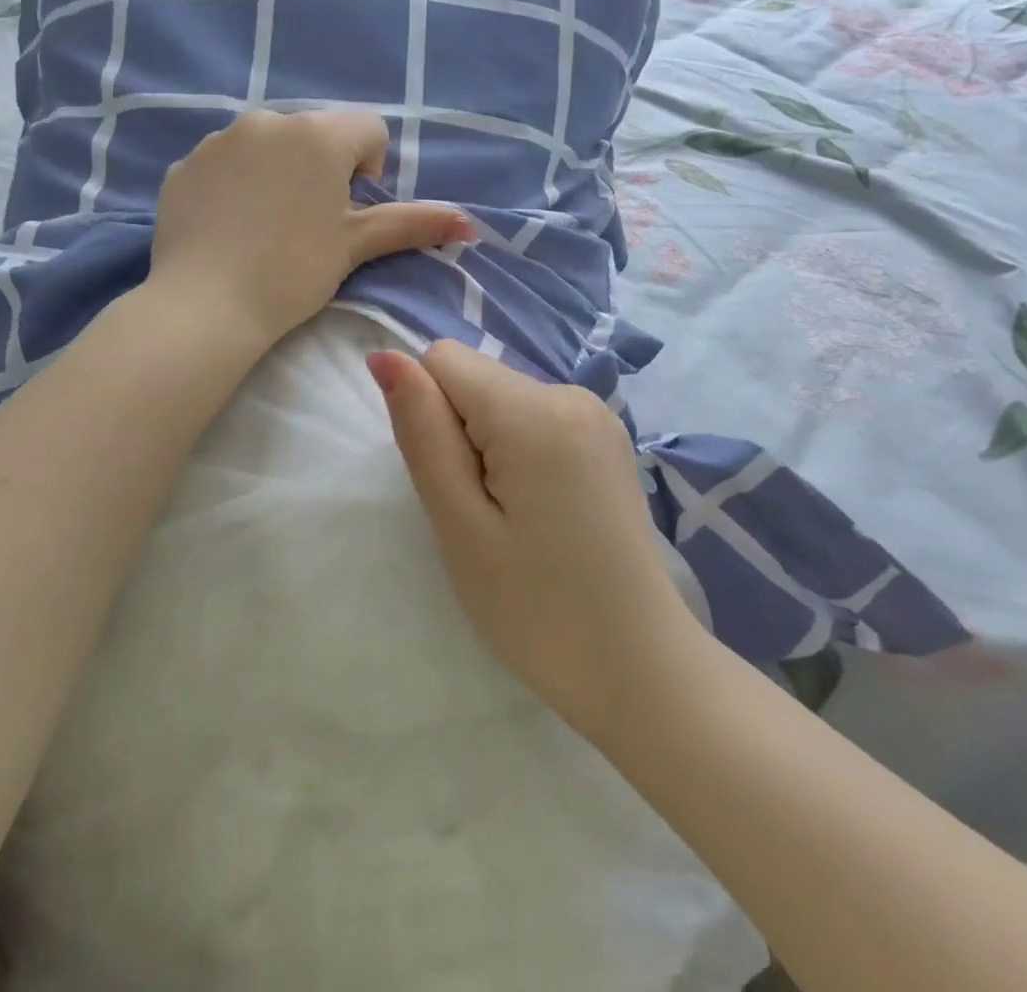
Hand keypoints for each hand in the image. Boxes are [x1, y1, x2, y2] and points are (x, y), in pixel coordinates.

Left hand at [149, 109, 473, 348]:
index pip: (368, 130)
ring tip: (266, 228)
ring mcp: (219, 139)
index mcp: (319, 134)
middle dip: (321, 170)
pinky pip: (225, 163)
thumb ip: (412, 224)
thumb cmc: (292, 272)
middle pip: (315, 136)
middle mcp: (269, 121)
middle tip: (308, 225)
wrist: (205, 305)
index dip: (369, 171)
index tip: (348, 213)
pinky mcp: (185, 164)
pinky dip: (234, 184)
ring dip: (278, 172)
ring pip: (268, 145)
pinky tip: (229, 227)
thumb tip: (469, 222)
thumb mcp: (355, 245)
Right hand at [370, 342, 688, 742]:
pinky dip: (518, 452)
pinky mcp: (607, 439)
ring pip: (501, 398)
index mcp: (535, 410)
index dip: (428, 415)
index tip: (455, 481)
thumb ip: (421, 430)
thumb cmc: (536, 608)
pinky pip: (533, 418)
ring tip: (512, 518)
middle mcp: (571, 393)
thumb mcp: (459, 523)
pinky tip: (540, 512)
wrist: (640, 669)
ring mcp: (598, 415)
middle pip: (475, 378)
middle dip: (459, 432)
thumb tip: (385, 356)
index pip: (443, 359)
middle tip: (482, 513)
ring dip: (488, 446)